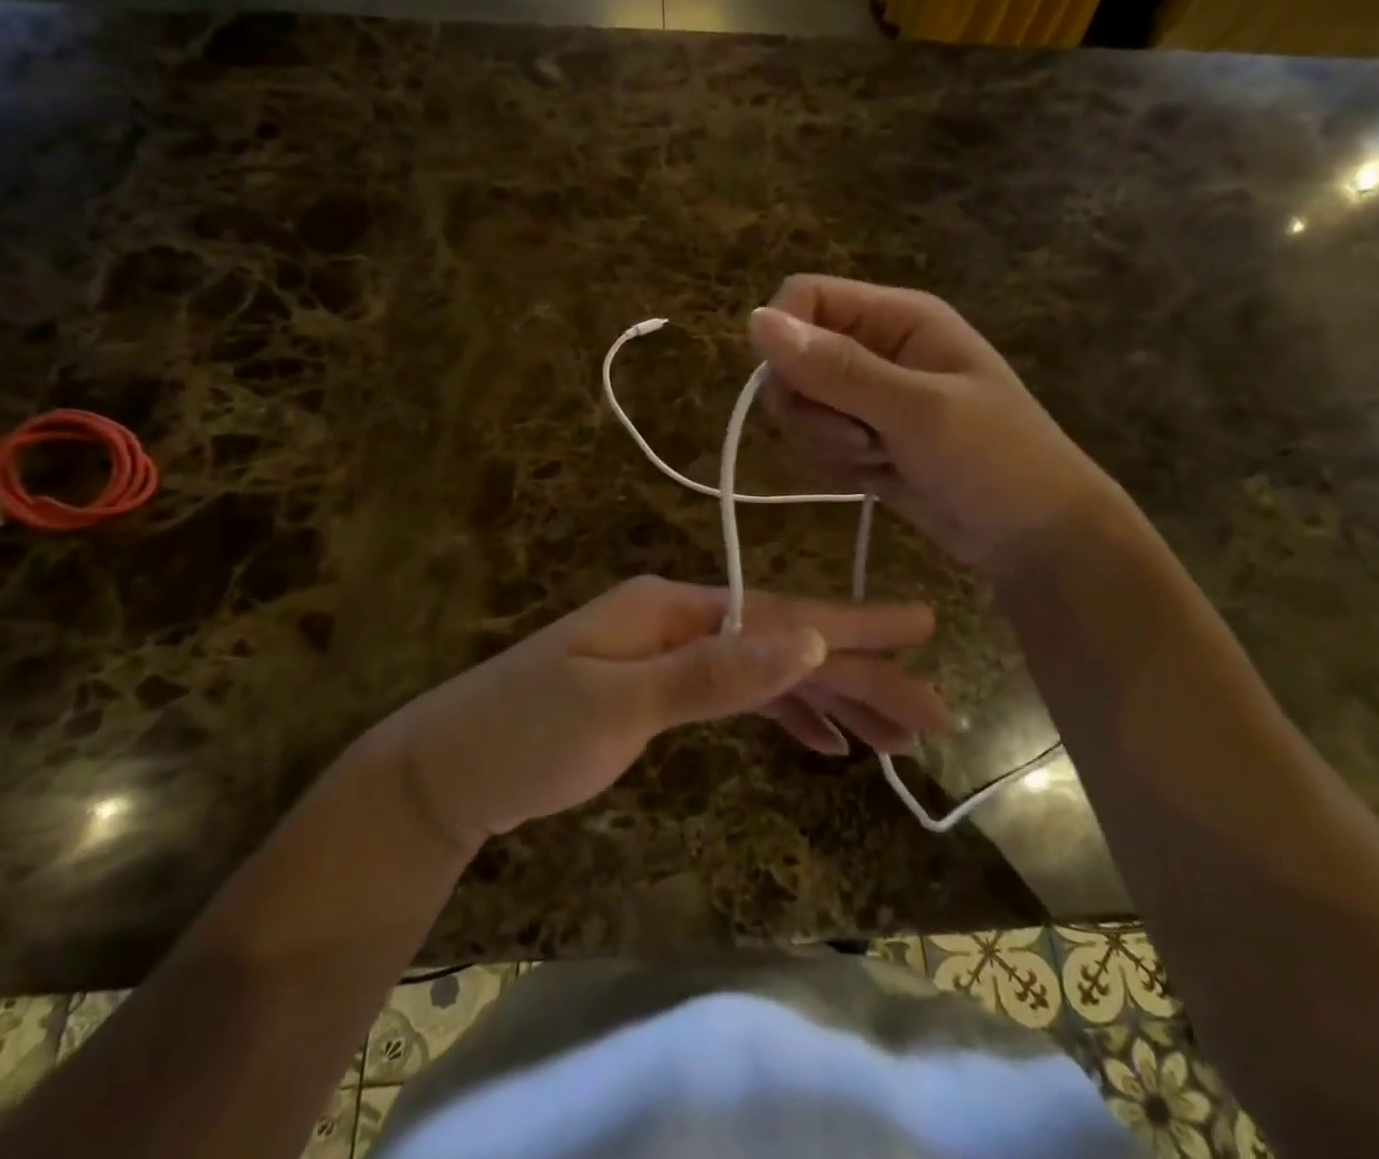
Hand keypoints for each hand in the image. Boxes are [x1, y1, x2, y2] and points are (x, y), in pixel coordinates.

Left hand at [370, 576, 947, 851]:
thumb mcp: (616, 704)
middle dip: (857, 675)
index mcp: (674, 607)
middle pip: (785, 644)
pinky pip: (741, 694)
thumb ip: (712, 672)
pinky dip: (785, 714)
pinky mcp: (663, 691)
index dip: (853, 626)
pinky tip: (824, 740)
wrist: (448, 771)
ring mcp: (673, 655)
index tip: (922, 626)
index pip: (782, 616)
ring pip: (770, 671)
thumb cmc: (525, 733)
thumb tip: (805, 638)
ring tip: (894, 736)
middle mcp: (682, 620)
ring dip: (830, 699)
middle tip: (929, 714)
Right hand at [749, 275, 1116, 575]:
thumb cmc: (995, 459)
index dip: (786, 341)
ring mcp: (865, 398)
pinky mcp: (859, 439)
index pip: (804, 298)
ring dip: (826, 443)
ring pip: (797, 408)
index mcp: (896, 318)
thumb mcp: (918, 410)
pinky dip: (835, 466)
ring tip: (882, 459)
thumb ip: (838, 368)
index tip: (800, 392)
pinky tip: (878, 477)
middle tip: (859, 438)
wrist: (1034, 537)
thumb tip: (756, 320)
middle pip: (790, 360)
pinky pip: (813, 444)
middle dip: (811, 409)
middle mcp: (874, 349)